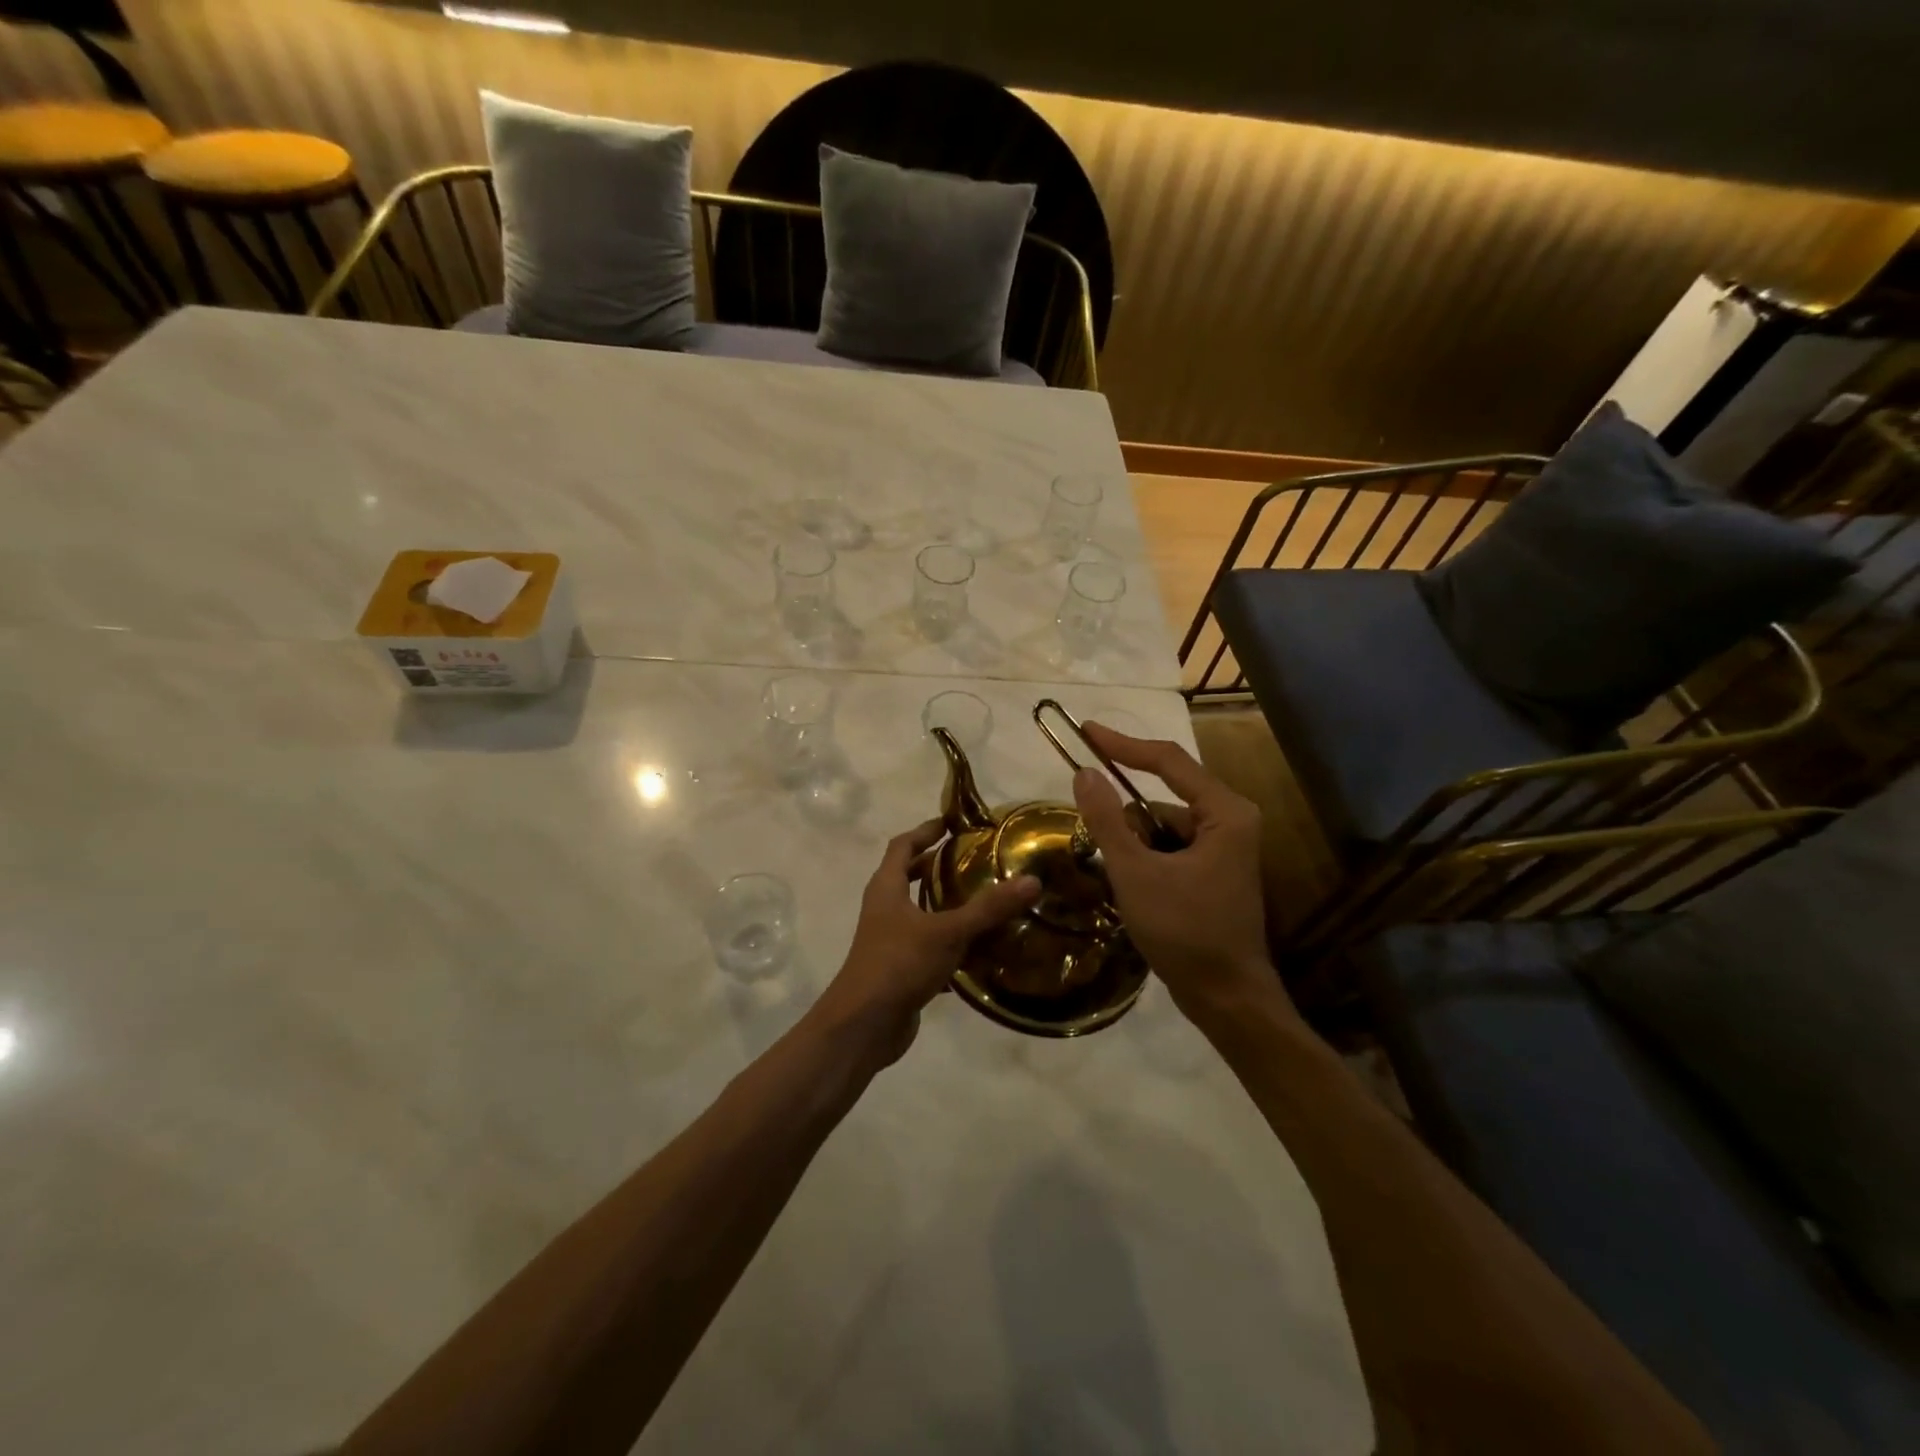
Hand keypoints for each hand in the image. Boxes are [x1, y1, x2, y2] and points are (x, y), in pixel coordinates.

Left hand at [812, 819, 1040, 1067]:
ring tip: (984, 901)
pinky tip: (981, 951)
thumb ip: (988, 908)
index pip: (902, 845)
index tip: (952, 822)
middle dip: (937, 867)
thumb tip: (1032, 881)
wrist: (864, 1026)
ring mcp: (890, 941)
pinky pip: (929, 948)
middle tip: (973, 860)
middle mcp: (884, 909)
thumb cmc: (899, 964)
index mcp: (886, 888)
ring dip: (946, 906)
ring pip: (920, 914)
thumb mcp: (948, 931)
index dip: (925, 830)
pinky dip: (951, 945)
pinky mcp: (900, 970)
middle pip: (908, 877)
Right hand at [1071, 724, 1287, 1021]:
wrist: (1226, 998)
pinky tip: (1134, 891)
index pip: (1168, 760)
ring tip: (1121, 882)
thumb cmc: (1185, 932)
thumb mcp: (1136, 873)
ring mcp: (1225, 847)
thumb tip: (1083, 773)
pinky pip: (1170, 848)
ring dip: (1134, 846)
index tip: (1085, 732)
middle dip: (1126, 821)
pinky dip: (1146, 860)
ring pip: (1162, 827)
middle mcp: (1231, 820)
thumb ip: (1107, 820)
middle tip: (1100, 846)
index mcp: (1225, 812)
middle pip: (1163, 798)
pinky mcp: (1214, 870)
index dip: (1123, 744)